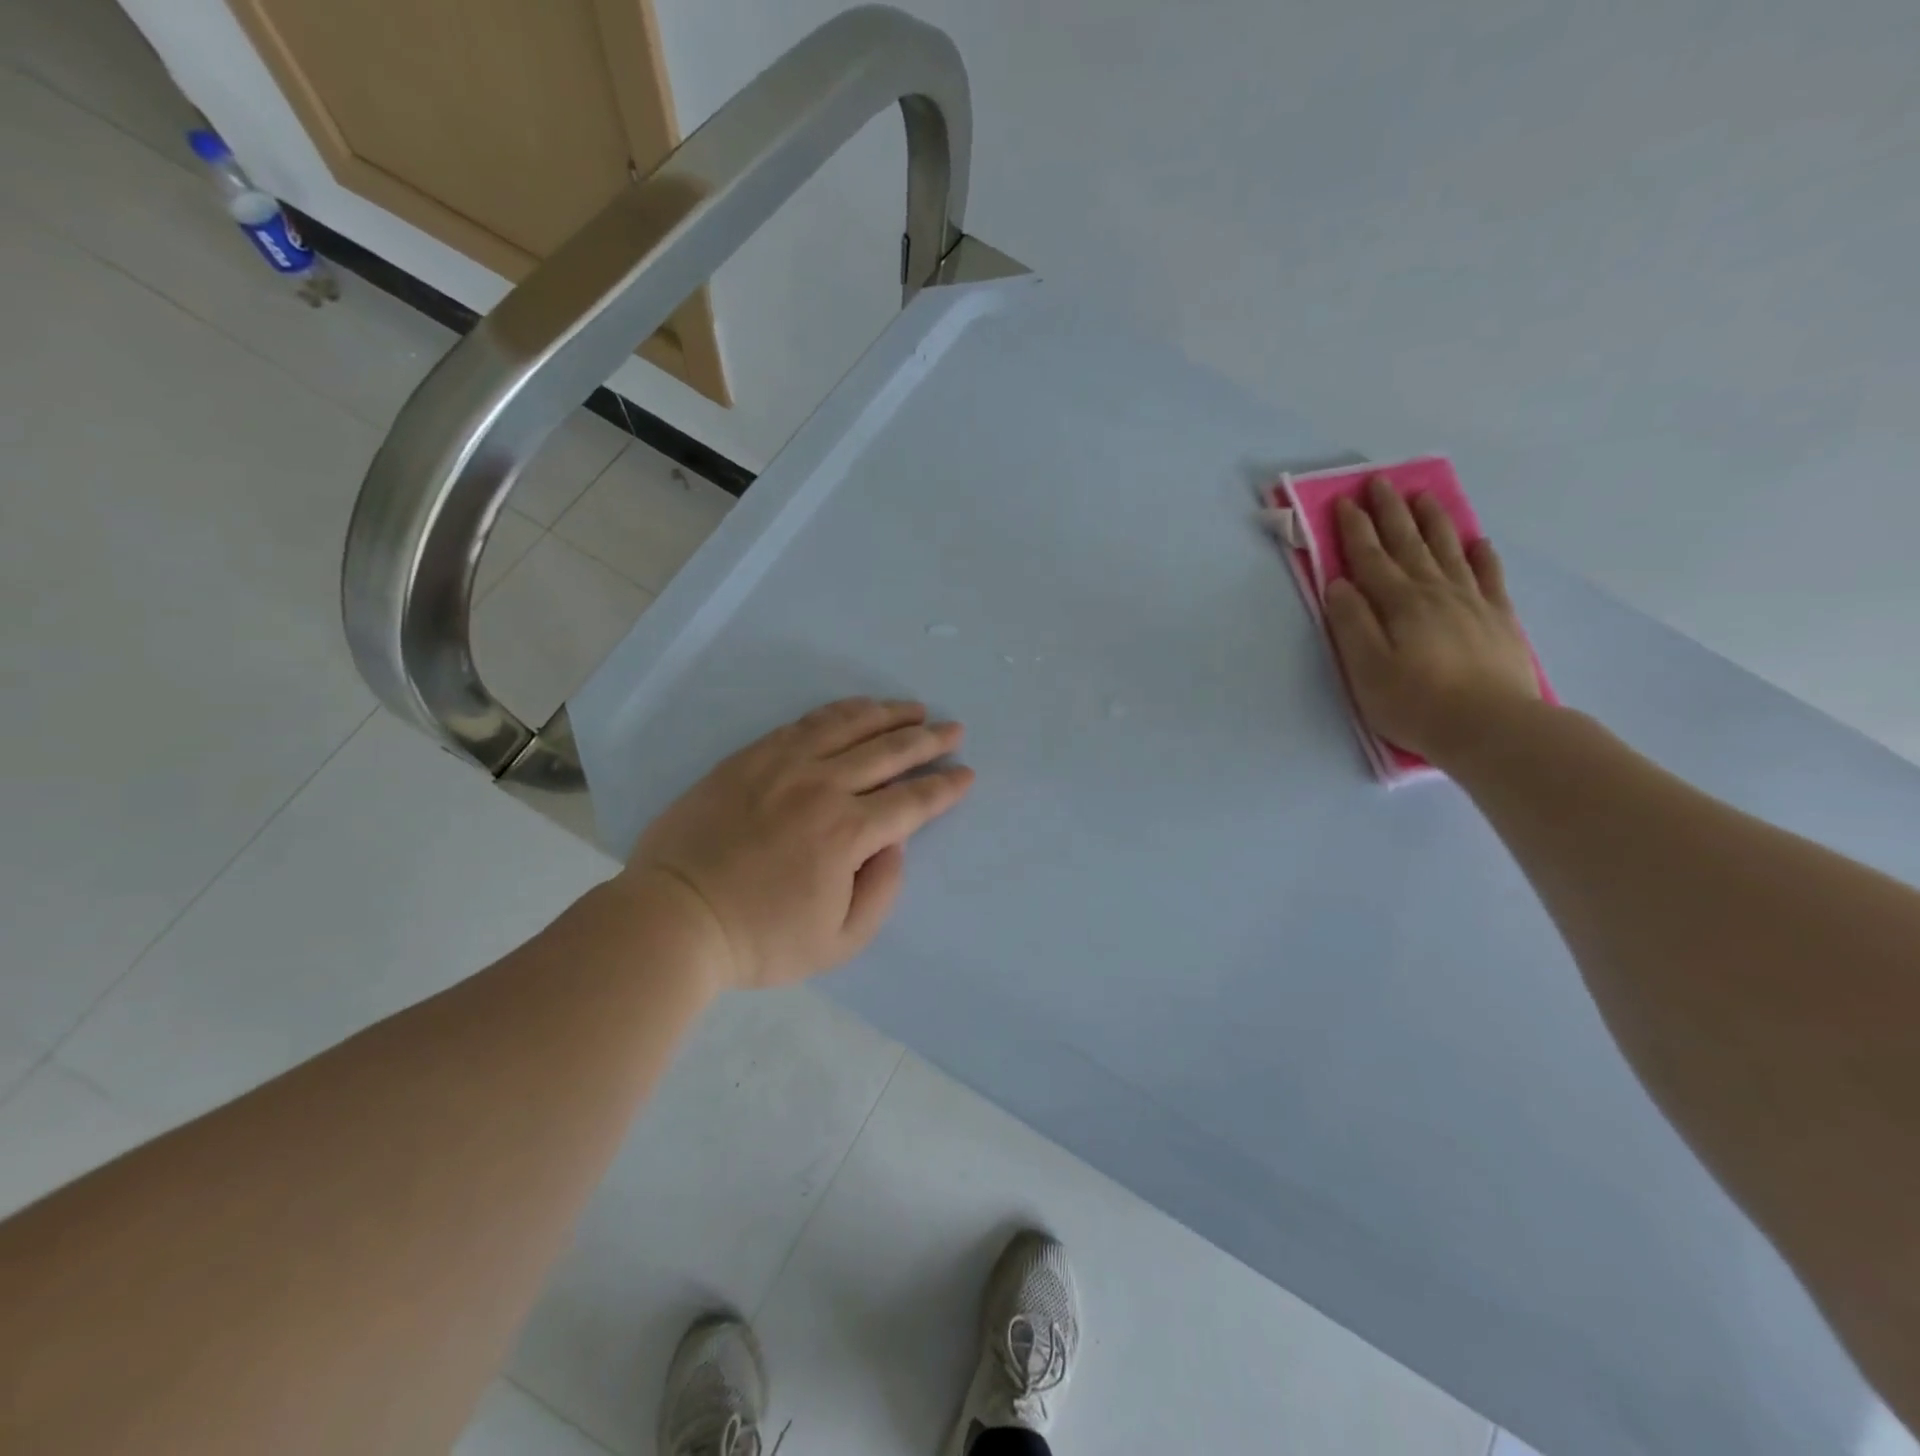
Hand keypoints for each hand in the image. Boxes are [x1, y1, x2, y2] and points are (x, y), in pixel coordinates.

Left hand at [624, 698, 973, 990]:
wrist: (674, 917)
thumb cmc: (760, 939)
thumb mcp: (839, 941)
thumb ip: (881, 891)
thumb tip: (894, 844)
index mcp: (847, 832)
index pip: (912, 801)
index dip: (945, 787)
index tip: (966, 773)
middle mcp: (822, 786)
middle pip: (889, 751)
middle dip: (928, 739)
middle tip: (953, 729)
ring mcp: (783, 764)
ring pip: (849, 724)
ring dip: (888, 713)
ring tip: (913, 708)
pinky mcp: (751, 756)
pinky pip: (805, 722)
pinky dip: (839, 712)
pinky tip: (855, 710)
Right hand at [1323, 476, 1540, 765]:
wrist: (1492, 727)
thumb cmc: (1416, 703)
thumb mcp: (1366, 669)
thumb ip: (1351, 623)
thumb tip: (1339, 585)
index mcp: (1398, 603)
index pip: (1370, 558)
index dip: (1355, 529)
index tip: (1344, 501)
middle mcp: (1434, 592)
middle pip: (1409, 544)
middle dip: (1391, 512)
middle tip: (1380, 482)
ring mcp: (1471, 602)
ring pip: (1447, 550)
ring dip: (1432, 521)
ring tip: (1423, 496)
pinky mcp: (1498, 618)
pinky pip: (1488, 576)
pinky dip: (1480, 555)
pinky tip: (1477, 541)